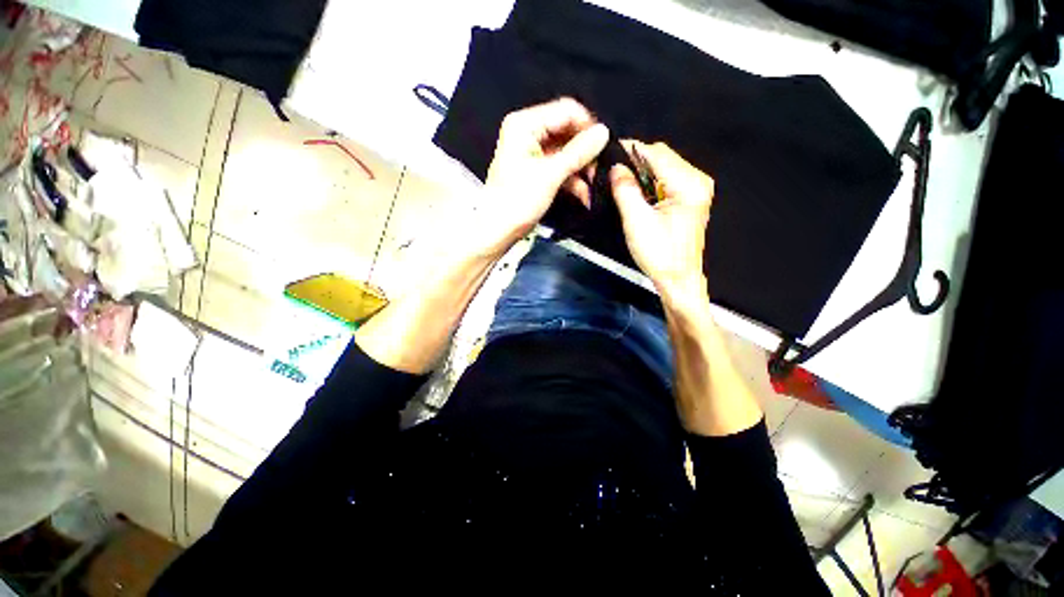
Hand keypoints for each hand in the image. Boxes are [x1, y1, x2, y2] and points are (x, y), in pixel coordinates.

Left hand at [482, 98, 608, 251]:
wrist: (499, 229)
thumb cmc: (516, 201)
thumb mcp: (550, 175)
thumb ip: (578, 152)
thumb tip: (603, 133)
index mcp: (525, 125)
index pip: (565, 111)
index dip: (587, 127)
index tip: (604, 145)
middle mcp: (528, 133)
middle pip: (567, 132)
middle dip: (585, 152)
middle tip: (600, 168)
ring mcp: (533, 152)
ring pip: (566, 152)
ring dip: (581, 168)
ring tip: (594, 184)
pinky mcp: (537, 170)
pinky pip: (560, 167)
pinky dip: (572, 179)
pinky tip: (584, 194)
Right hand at [610, 141, 714, 302]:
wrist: (678, 279)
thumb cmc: (659, 254)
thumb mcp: (636, 221)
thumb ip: (625, 190)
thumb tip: (615, 167)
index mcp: (689, 183)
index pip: (656, 153)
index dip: (629, 150)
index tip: (606, 153)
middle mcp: (697, 180)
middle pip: (661, 157)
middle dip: (634, 162)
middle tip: (609, 171)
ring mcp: (695, 189)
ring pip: (662, 168)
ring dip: (639, 173)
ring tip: (617, 181)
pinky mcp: (689, 199)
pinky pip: (665, 180)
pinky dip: (647, 182)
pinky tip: (633, 191)